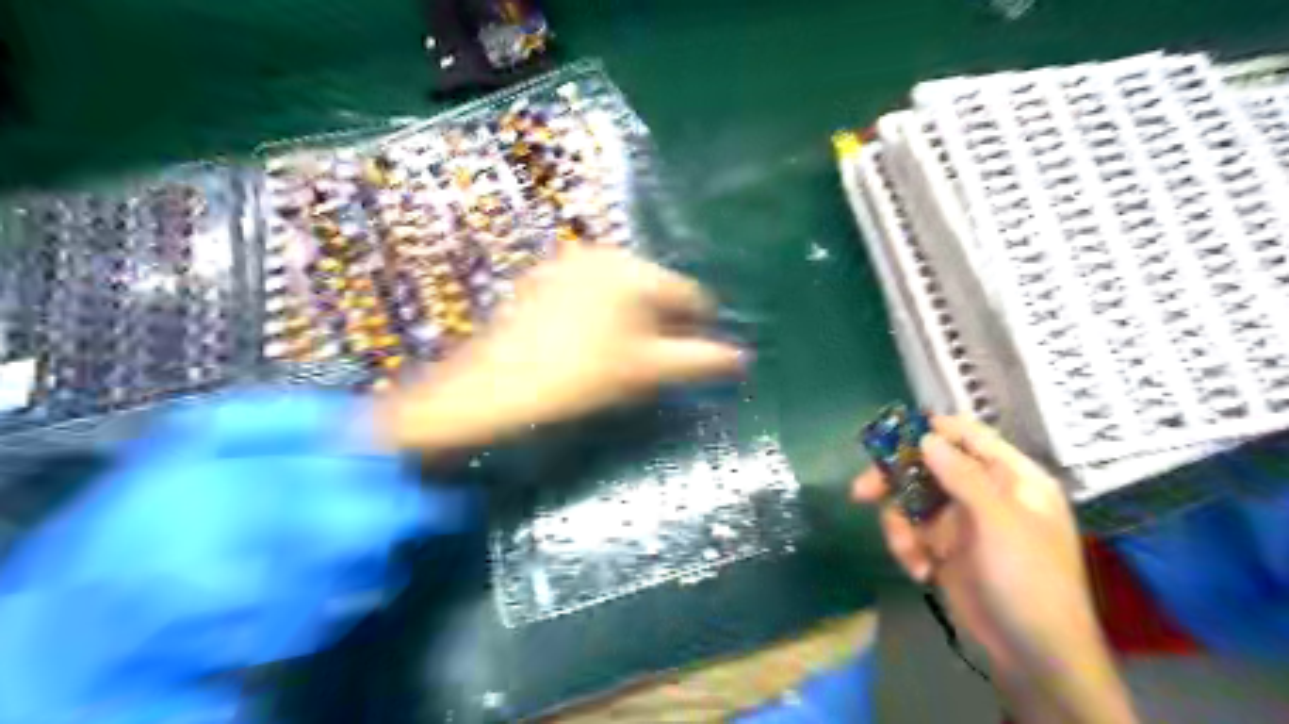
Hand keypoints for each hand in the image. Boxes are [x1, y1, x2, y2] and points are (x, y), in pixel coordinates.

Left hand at [372, 246, 745, 452]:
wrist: (493, 388)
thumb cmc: (579, 377)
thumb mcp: (647, 371)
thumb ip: (700, 360)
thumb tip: (742, 358)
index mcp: (635, 270)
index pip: (692, 298)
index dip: (697, 333)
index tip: (683, 364)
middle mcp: (604, 254)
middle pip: (656, 292)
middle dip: (662, 327)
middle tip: (645, 367)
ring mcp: (568, 263)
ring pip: (623, 294)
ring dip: (632, 323)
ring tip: (613, 361)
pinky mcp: (542, 279)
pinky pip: (590, 295)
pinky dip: (599, 317)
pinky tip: (582, 348)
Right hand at [854, 417, 1134, 723]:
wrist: (1033, 654)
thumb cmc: (1029, 579)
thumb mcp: (1000, 522)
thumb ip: (963, 476)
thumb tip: (927, 437)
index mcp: (1012, 478)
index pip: (970, 437)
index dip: (933, 430)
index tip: (892, 433)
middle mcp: (984, 492)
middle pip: (927, 467)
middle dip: (894, 481)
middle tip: (862, 491)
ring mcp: (960, 521)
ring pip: (911, 502)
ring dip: (900, 526)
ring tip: (908, 554)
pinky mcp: (942, 547)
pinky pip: (910, 531)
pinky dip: (906, 547)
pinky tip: (919, 571)